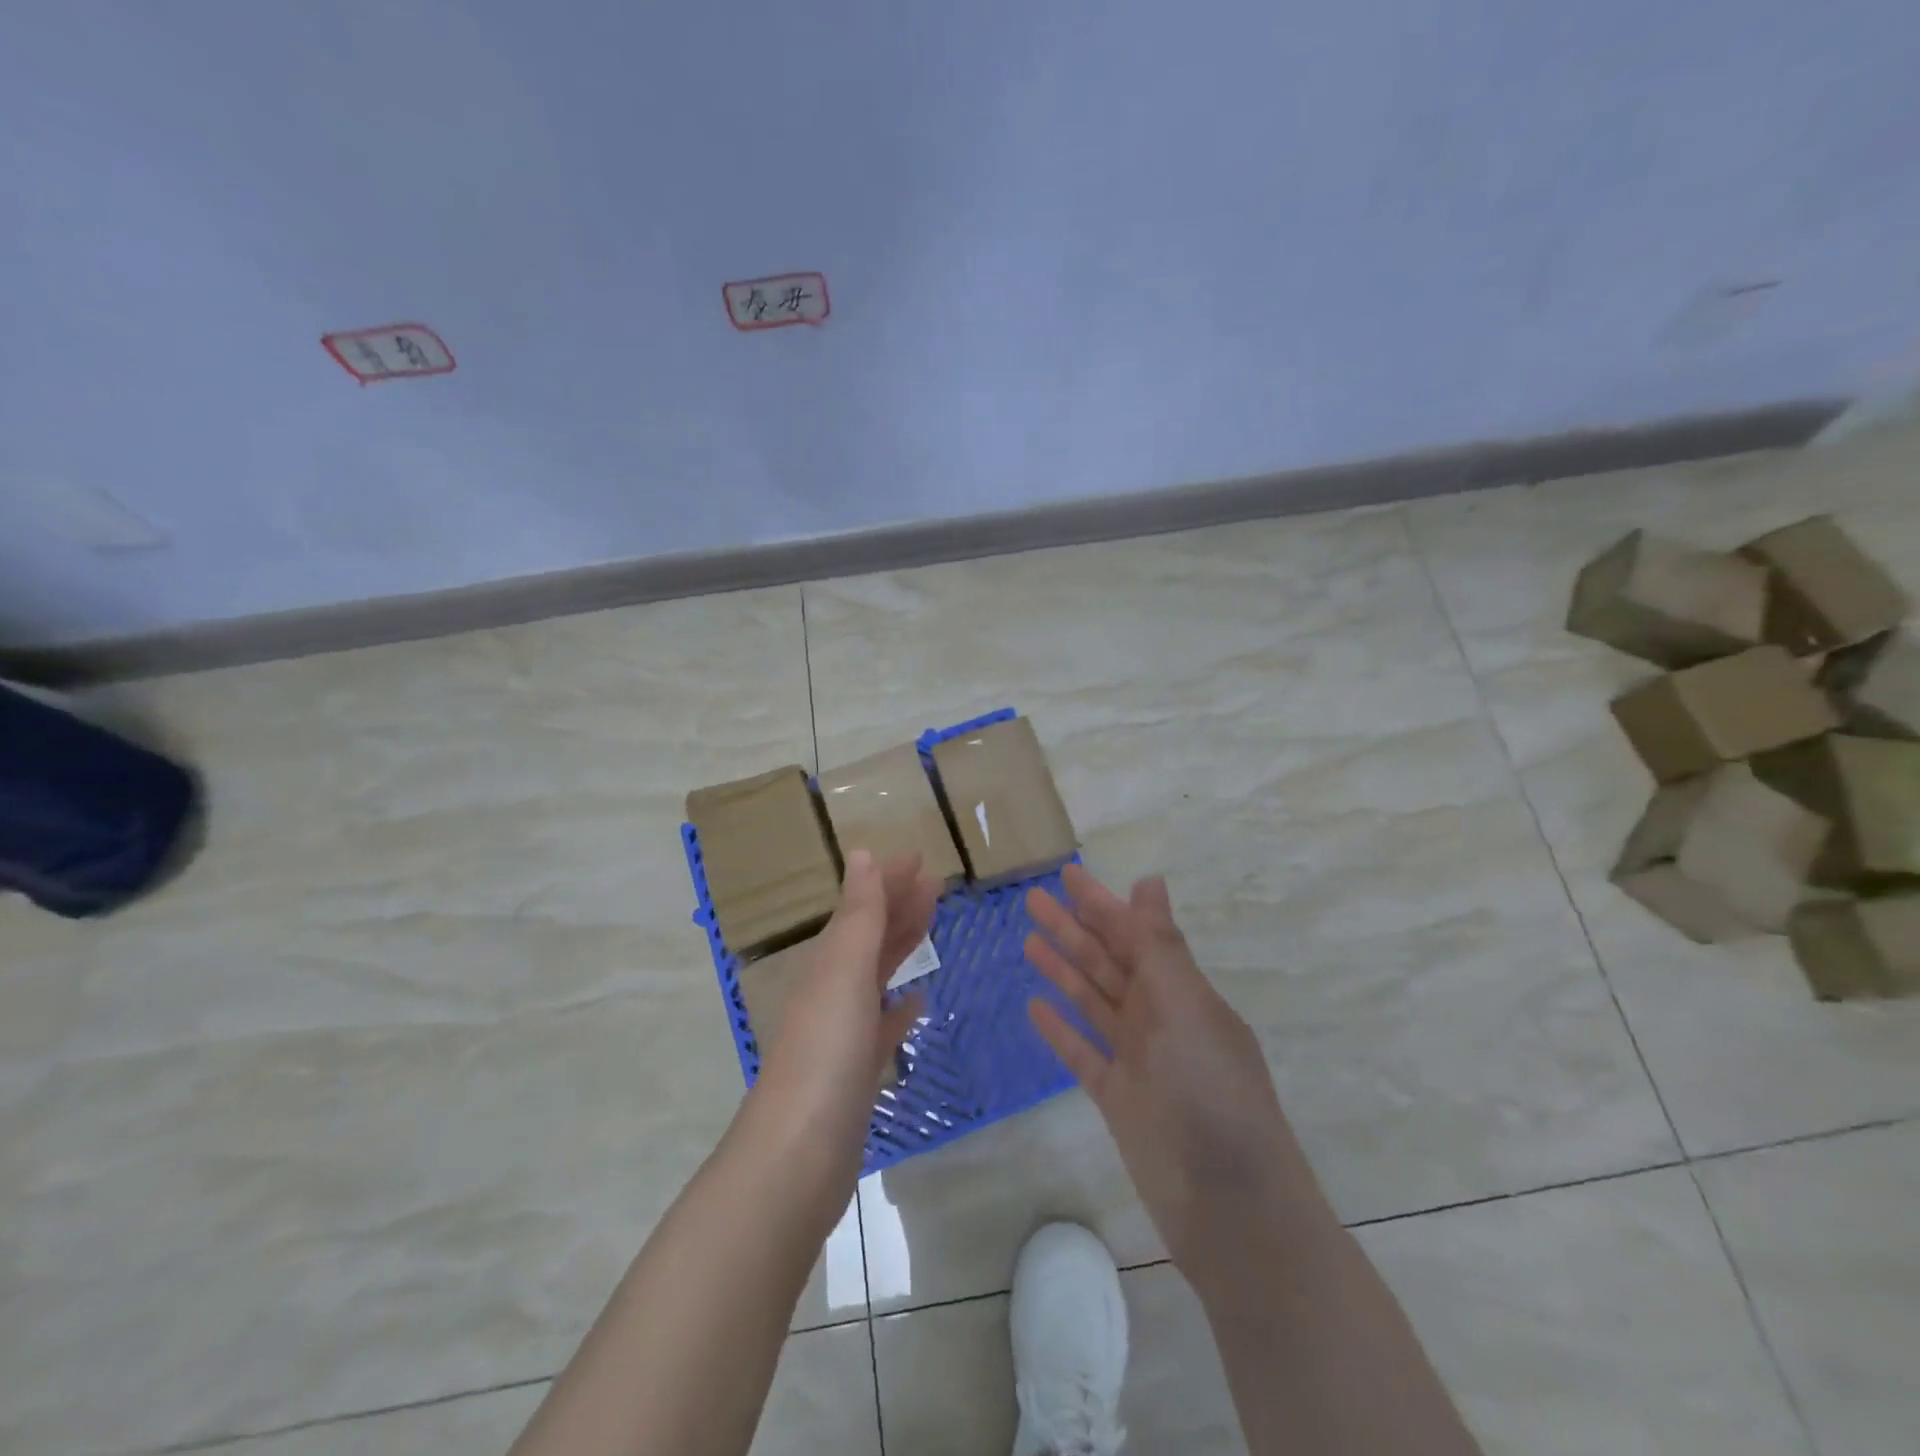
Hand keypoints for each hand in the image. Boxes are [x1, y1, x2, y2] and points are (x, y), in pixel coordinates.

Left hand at [753, 850, 936, 1162]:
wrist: (798, 1156)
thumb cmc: (826, 1053)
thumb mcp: (844, 972)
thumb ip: (858, 915)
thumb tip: (861, 853)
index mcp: (829, 964)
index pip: (862, 908)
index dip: (889, 880)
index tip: (921, 858)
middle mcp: (832, 991)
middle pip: (870, 937)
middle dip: (899, 906)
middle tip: (936, 884)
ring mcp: (843, 1034)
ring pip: (877, 976)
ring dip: (901, 947)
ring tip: (930, 926)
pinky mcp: (856, 1073)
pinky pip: (882, 1026)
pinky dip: (899, 1007)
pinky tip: (917, 1001)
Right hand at [1025, 866, 1313, 1277]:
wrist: (1227, 1203)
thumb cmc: (1210, 1091)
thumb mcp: (1187, 1008)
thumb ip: (1160, 947)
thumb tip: (1149, 881)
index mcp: (1181, 991)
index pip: (1133, 934)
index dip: (1100, 903)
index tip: (1066, 874)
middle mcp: (1159, 1017)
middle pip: (1107, 962)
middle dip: (1072, 929)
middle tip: (1031, 898)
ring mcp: (1137, 1058)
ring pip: (1091, 1000)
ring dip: (1062, 970)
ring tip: (1027, 940)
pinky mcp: (1117, 1097)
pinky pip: (1081, 1052)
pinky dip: (1060, 1029)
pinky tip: (1034, 1006)